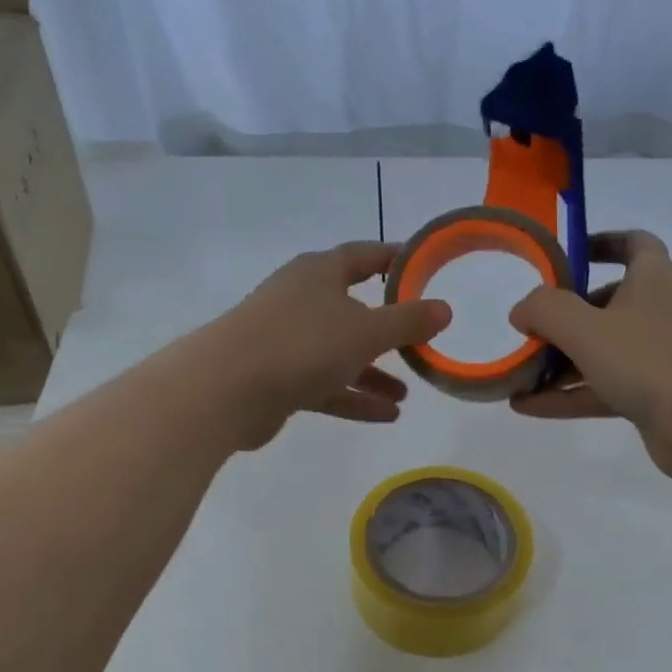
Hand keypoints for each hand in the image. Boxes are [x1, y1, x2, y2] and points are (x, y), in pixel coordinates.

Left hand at [205, 242, 450, 450]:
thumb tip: (444, 309)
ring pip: (339, 352)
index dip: (395, 259)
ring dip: (373, 372)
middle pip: (352, 308)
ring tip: (406, 394)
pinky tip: (387, 415)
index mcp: (319, 274)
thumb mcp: (366, 330)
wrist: (226, 389)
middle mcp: (301, 300)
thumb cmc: (302, 344)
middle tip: (419, 341)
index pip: (364, 255)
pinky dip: (353, 396)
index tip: (424, 267)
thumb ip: (408, 321)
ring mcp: (286, 340)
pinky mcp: (278, 378)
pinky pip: (325, 384)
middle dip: (386, 329)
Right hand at [508, 231, 671, 482]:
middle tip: (528, 327)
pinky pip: (600, 387)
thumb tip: (521, 311)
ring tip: (516, 373)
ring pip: (600, 350)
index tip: (567, 256)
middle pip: (605, 303)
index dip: (601, 243)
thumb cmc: (650, 360)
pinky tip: (525, 406)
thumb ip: (545, 310)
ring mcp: (655, 356)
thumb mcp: (586, 328)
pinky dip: (566, 394)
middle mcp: (656, 311)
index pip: (633, 244)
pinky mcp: (651, 395)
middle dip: (564, 315)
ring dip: (558, 362)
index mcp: (652, 279)